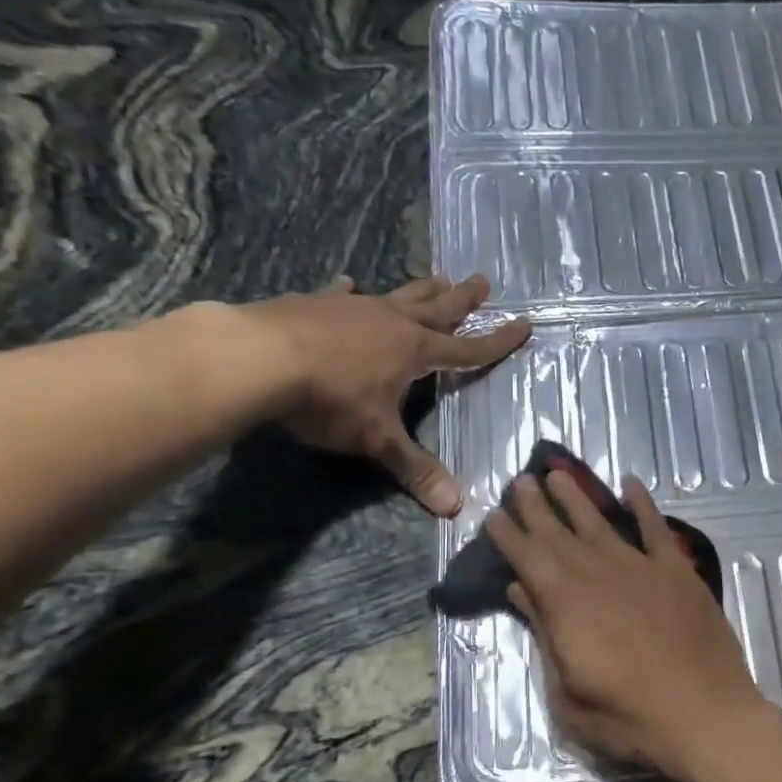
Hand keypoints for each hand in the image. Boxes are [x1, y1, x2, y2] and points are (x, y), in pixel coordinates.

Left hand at [250, 275, 529, 515]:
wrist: (257, 358)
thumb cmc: (329, 399)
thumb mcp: (377, 439)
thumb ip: (415, 469)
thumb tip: (457, 507)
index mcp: (415, 351)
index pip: (468, 350)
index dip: (498, 341)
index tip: (524, 324)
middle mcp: (391, 322)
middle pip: (438, 308)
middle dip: (463, 299)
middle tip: (483, 280)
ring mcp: (352, 308)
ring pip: (397, 295)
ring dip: (421, 288)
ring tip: (437, 275)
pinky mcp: (314, 303)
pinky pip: (340, 294)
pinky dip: (349, 291)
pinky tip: (349, 283)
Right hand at [485, 471, 770, 780]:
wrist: (705, 715)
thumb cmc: (629, 718)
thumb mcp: (568, 694)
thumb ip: (545, 636)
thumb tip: (521, 591)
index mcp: (566, 604)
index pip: (528, 559)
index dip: (509, 535)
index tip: (494, 514)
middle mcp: (598, 574)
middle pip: (559, 534)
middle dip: (535, 507)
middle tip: (519, 480)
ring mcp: (640, 568)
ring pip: (600, 523)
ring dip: (576, 498)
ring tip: (557, 474)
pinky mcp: (677, 571)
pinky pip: (656, 529)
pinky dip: (643, 504)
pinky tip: (630, 484)